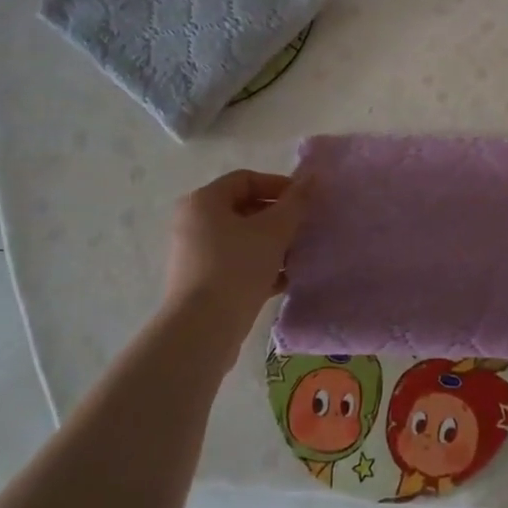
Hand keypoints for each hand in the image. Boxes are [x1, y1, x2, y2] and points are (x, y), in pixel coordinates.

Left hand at [161, 170, 308, 332]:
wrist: (203, 329)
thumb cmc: (237, 268)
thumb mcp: (274, 230)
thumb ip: (295, 202)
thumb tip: (312, 178)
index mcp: (204, 202)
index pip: (246, 179)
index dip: (279, 185)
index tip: (306, 202)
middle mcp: (194, 223)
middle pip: (245, 209)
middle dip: (279, 218)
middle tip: (305, 228)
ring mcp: (196, 254)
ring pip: (243, 239)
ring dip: (274, 244)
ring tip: (300, 255)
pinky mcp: (203, 282)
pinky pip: (238, 263)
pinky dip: (261, 266)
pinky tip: (286, 279)